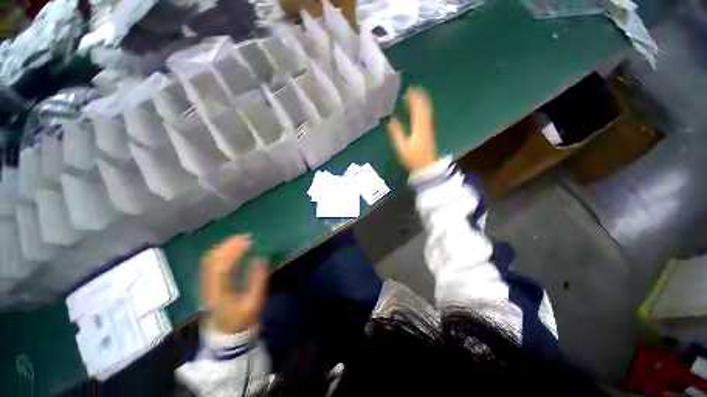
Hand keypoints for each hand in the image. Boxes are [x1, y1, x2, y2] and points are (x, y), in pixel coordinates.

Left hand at [201, 235, 267, 333]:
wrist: (226, 335)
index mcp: (219, 292)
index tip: (248, 241)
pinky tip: (231, 249)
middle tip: (245, 237)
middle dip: (228, 245)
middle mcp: (209, 285)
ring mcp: (206, 284)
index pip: (222, 266)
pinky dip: (221, 253)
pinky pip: (211, 263)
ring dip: (224, 247)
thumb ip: (258, 281)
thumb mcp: (254, 303)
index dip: (234, 251)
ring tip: (239, 240)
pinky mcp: (208, 284)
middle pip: (212, 260)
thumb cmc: (243, 320)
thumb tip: (261, 259)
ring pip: (209, 260)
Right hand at [387, 87, 437, 171]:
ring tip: (416, 95)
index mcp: (419, 126)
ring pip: (427, 110)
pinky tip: (420, 109)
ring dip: (422, 102)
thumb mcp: (401, 147)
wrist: (427, 166)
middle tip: (412, 89)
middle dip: (419, 97)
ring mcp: (429, 127)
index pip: (417, 108)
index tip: (408, 90)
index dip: (413, 99)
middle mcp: (425, 124)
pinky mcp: (429, 131)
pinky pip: (427, 115)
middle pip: (424, 107)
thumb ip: (396, 133)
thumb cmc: (413, 158)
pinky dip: (423, 109)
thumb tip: (390, 120)